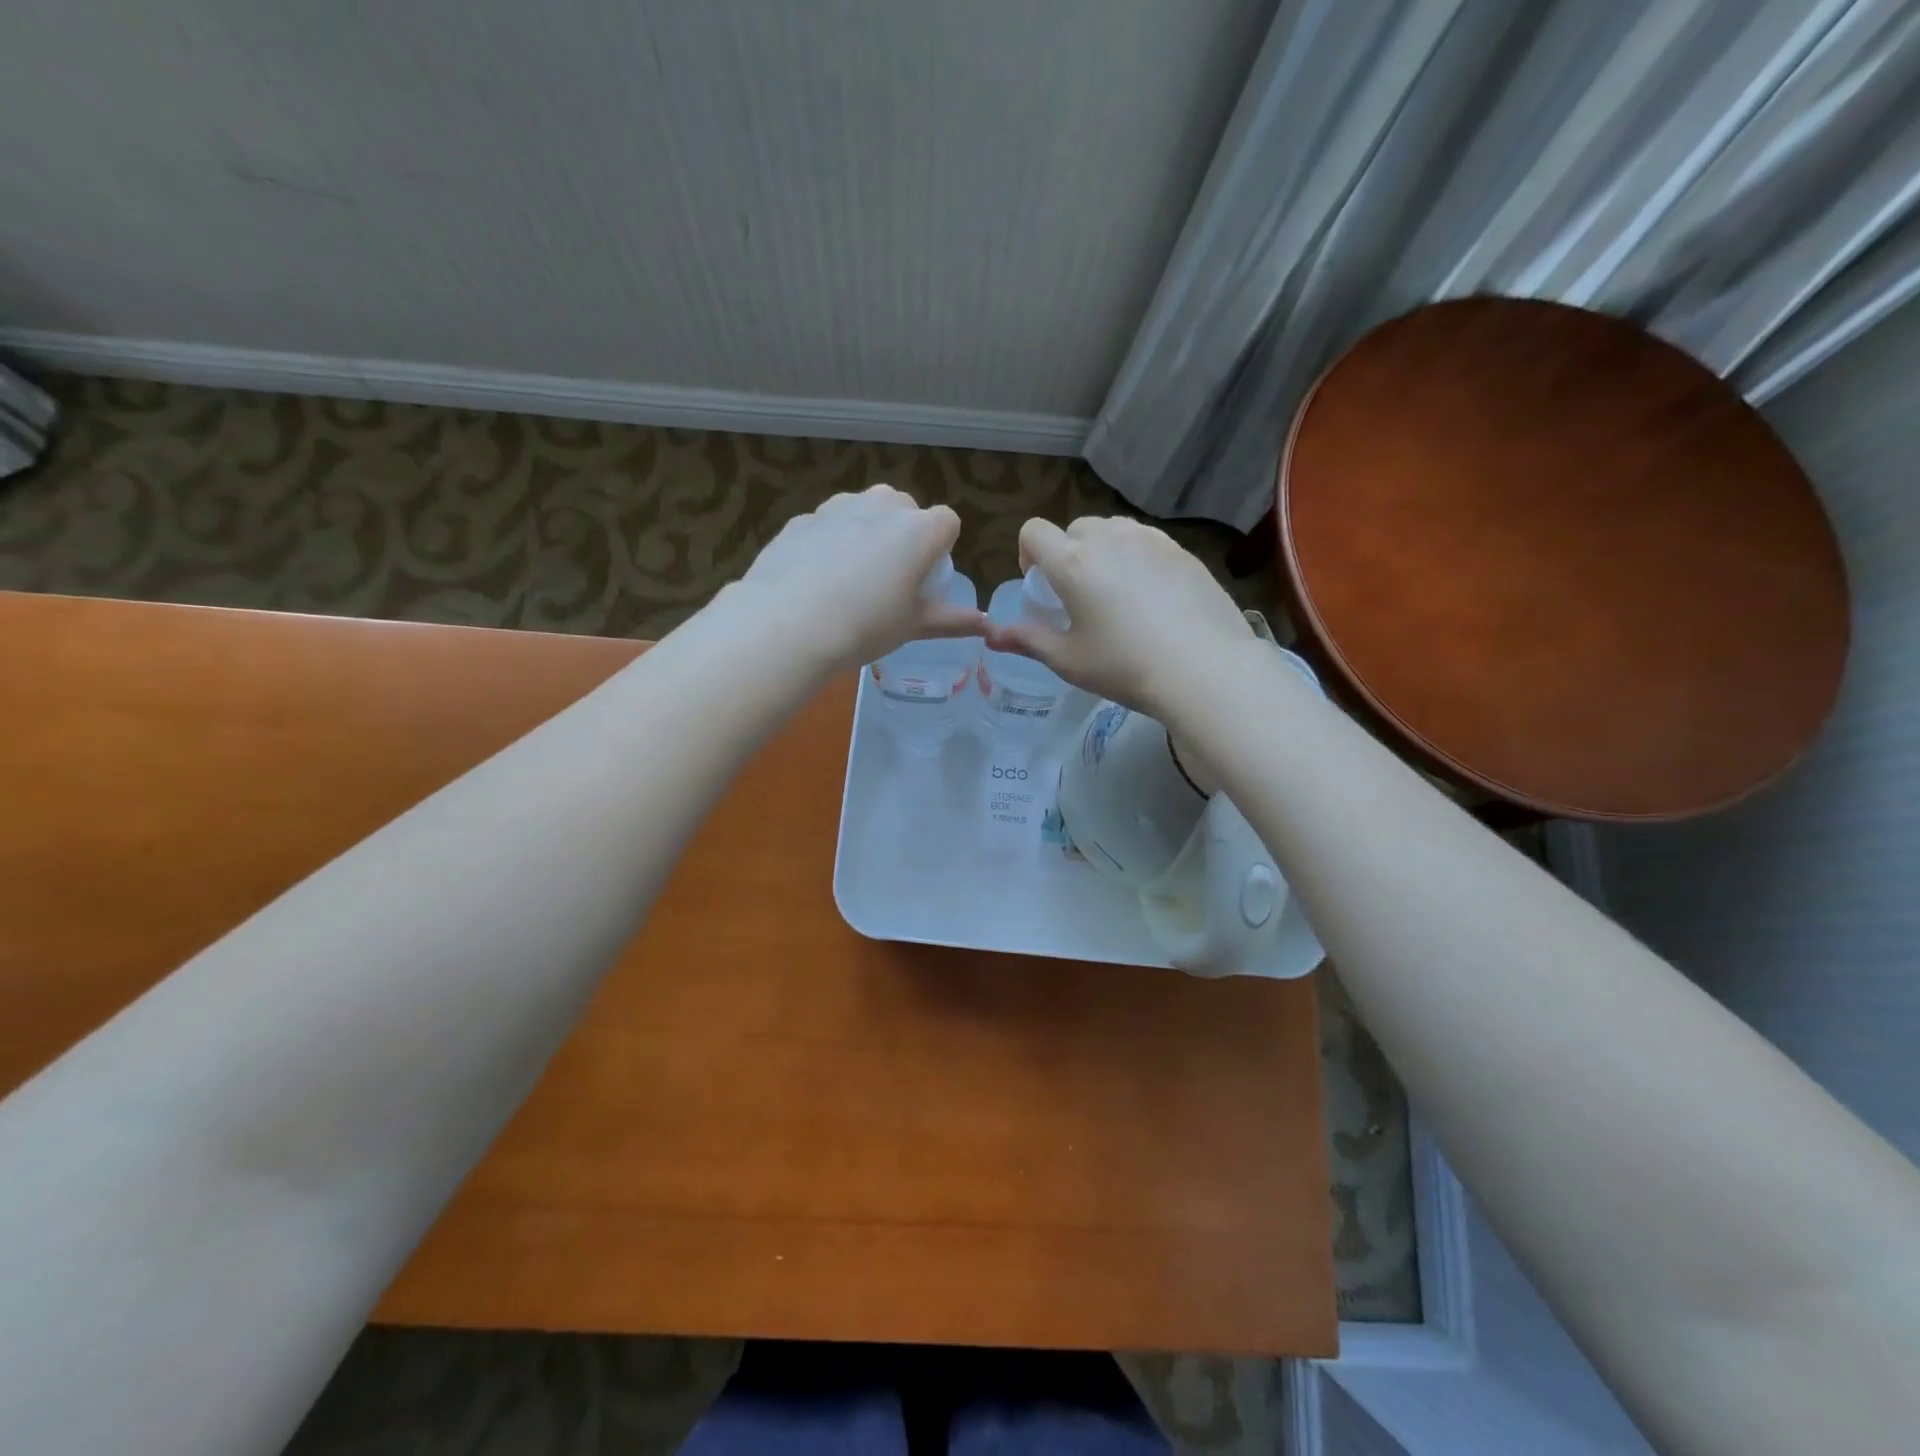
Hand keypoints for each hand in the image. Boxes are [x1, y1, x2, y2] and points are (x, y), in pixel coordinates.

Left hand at [731, 485, 982, 670]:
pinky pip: (827, 528)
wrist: (789, 624)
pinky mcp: (803, 518)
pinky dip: (827, 545)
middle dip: (901, 536)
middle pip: (904, 510)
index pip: (947, 523)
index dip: (939, 550)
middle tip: (887, 582)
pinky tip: (814, 581)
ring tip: (848, 582)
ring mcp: (838, 506)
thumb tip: (985, 625)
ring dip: (864, 535)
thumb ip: (951, 619)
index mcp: (920, 529)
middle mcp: (883, 504)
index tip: (924, 579)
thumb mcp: (914, 626)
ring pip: (863, 513)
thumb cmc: (866, 626)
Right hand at [984, 516, 1253, 716]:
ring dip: (1104, 550)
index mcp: (1072, 562)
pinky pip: (1147, 541)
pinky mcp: (1182, 550)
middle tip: (1079, 594)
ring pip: (1114, 530)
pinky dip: (1138, 558)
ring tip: (1116, 591)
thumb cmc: (1124, 667)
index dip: (1028, 554)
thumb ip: (1027, 640)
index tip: (1041, 585)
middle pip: (1076, 528)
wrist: (1203, 668)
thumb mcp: (1068, 660)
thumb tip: (991, 635)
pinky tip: (1153, 596)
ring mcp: (1150, 540)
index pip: (1034, 531)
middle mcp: (1108, 539)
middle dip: (1068, 553)